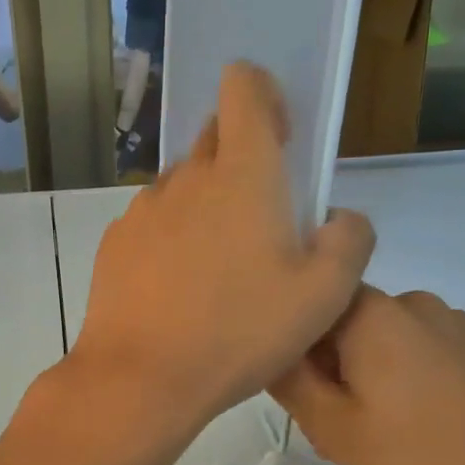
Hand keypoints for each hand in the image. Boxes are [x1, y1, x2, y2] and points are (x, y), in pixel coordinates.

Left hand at [68, 62, 375, 437]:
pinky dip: (170, 238)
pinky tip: (177, 291)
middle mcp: (187, 177)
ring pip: (182, 185)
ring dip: (205, 205)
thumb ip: (349, 241)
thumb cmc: (239, 332)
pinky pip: (152, 223)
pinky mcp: (115, 242)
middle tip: (261, 224)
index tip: (279, 138)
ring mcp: (144, 209)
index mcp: (243, 173)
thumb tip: (339, 218)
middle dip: (241, 159)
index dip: (264, 96)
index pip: (244, 87)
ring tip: (217, 270)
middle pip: (214, 137)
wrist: (142, 377)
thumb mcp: (324, 296)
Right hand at [270, 286, 464, 464]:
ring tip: (371, 436)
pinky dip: (396, 381)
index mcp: (374, 312)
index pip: (307, 303)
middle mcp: (413, 302)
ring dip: (360, 378)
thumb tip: (267, 346)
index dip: (291, 347)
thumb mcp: (335, 429)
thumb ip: (289, 381)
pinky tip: (409, 430)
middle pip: (342, 322)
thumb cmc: (420, 463)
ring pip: (377, 341)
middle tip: (331, 430)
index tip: (298, 395)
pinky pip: (413, 352)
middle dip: (326, 368)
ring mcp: (451, 324)